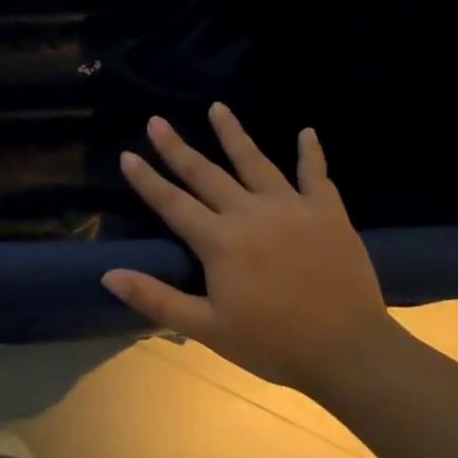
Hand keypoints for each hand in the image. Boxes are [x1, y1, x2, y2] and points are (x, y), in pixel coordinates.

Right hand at [101, 103, 394, 395]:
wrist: (348, 351)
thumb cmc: (272, 343)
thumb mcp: (206, 328)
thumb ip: (155, 298)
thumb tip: (108, 275)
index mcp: (220, 242)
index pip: (173, 203)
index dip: (147, 179)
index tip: (126, 155)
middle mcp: (250, 213)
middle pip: (206, 173)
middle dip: (177, 147)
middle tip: (156, 120)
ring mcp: (291, 207)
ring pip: (255, 162)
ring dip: (234, 133)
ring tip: (218, 107)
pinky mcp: (327, 212)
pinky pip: (317, 174)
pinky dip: (311, 153)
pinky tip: (307, 132)